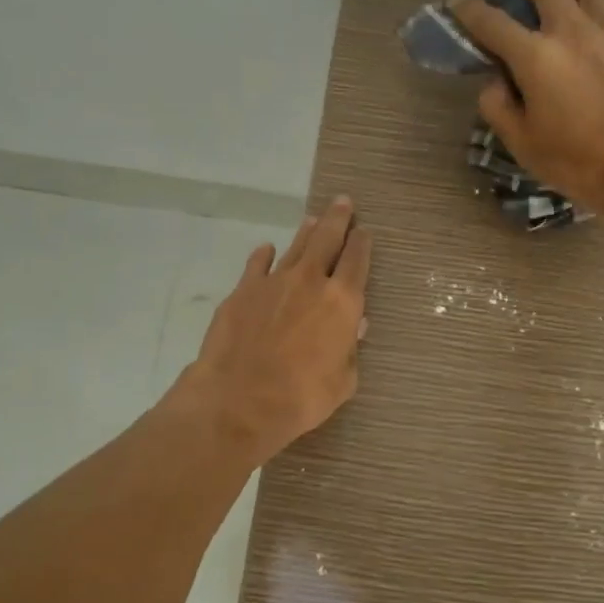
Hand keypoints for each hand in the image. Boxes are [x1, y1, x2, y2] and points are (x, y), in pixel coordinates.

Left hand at [179, 199, 371, 463]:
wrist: (238, 400)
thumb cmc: (301, 397)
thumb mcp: (342, 381)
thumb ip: (349, 350)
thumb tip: (353, 327)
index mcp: (342, 302)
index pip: (357, 260)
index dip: (362, 243)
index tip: (364, 231)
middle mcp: (310, 281)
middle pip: (328, 239)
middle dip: (338, 219)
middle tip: (343, 202)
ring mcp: (273, 282)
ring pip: (295, 246)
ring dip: (307, 232)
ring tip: (313, 219)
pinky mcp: (242, 291)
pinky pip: (258, 264)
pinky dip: (265, 255)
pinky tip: (267, 250)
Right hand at [449, 0, 603, 218]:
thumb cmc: (576, 162)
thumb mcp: (521, 143)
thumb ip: (498, 106)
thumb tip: (495, 82)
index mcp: (536, 56)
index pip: (491, 20)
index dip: (468, 8)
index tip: (456, 2)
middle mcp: (571, 29)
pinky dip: (593, 7)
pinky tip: (591, 27)